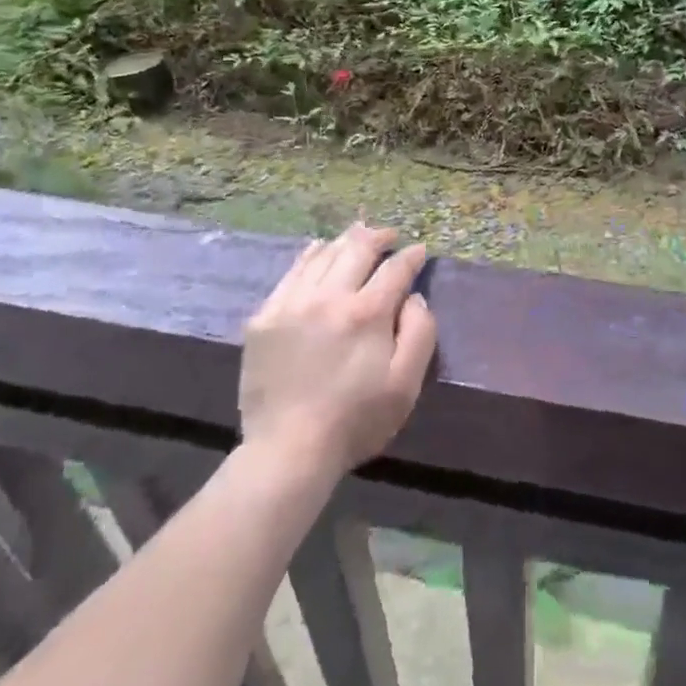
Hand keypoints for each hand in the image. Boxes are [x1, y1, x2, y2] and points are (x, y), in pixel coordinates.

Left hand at [239, 223, 437, 479]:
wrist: (288, 451)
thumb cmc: (356, 420)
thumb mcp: (406, 384)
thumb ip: (420, 332)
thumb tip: (414, 296)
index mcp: (367, 312)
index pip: (395, 268)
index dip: (411, 256)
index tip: (419, 250)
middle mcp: (329, 296)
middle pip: (357, 249)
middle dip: (378, 236)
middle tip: (389, 235)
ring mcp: (292, 303)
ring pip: (323, 254)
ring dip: (345, 241)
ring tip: (358, 235)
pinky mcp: (264, 317)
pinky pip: (291, 272)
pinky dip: (310, 255)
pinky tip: (318, 250)